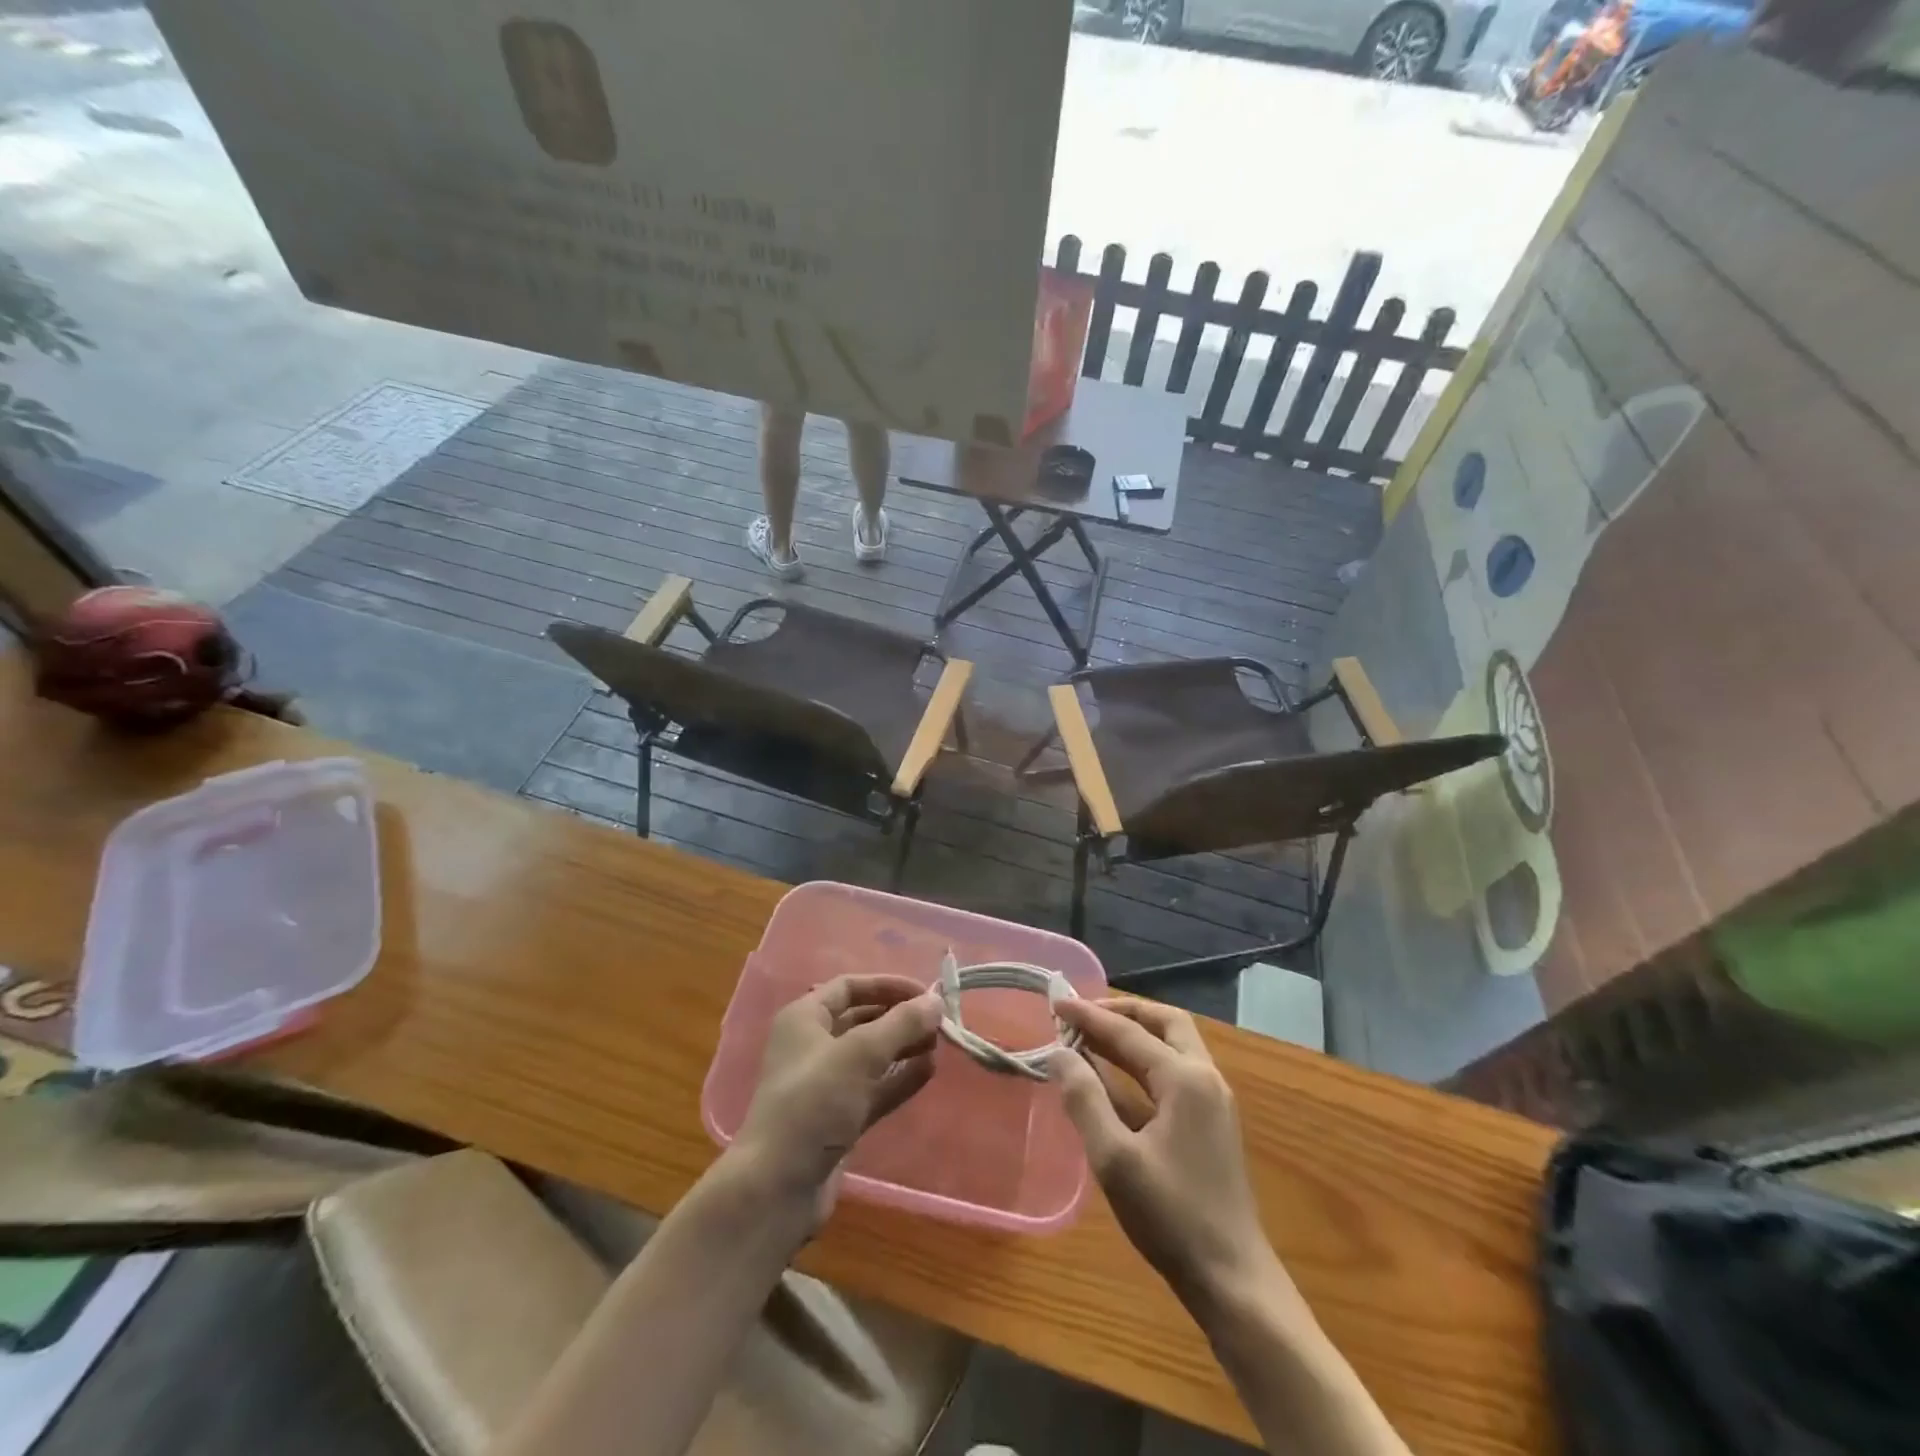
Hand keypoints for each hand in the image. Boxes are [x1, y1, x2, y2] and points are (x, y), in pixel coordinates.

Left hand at [731, 975, 943, 1220]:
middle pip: (863, 1019)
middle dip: (900, 1017)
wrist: (777, 1187)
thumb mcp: (859, 1054)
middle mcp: (813, 1045)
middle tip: (939, 1021)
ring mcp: (826, 1085)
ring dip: (904, 1047)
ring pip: (872, 1056)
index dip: (887, 985)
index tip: (925, 993)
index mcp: (805, 1019)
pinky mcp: (839, 1118)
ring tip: (939, 1044)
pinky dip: (900, 1078)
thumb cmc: (813, 1103)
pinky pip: (875, 1088)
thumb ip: (901, 1024)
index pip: (850, 987)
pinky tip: (929, 1072)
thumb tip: (936, 1000)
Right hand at [1049, 998, 1273, 1305]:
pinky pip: (1175, 1073)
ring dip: (1135, 1036)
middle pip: (1164, 1022)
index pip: (1128, 1032)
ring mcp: (1213, 1101)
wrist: (1233, 1280)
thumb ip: (1084, 1098)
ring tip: (1092, 1038)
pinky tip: (1114, 1081)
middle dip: (1123, 1012)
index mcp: (1185, 1078)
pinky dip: (1144, 1064)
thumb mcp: (1114, 1158)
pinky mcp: (1211, 1125)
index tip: (1055, 1002)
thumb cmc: (1171, 1216)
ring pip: (1173, 1046)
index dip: (1088, 1016)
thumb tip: (1059, 1053)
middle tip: (1083, 1015)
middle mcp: (1205, 1078)